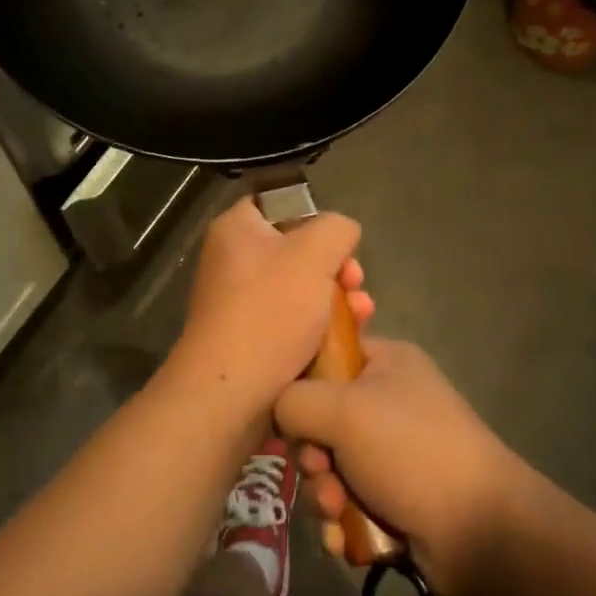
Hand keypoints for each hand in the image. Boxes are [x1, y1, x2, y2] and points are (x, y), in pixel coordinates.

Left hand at [162, 197, 371, 418]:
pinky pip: (294, 322)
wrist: (232, 392)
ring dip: (338, 299)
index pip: (277, 204)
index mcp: (236, 230)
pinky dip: (322, 327)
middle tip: (355, 282)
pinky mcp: (253, 339)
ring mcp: (241, 303)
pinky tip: (350, 338)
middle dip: (336, 266)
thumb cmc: (270, 310)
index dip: (313, 216)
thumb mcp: (314, 252)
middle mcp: (234, 261)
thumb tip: (341, 234)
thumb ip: (336, 228)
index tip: (339, 241)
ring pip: (302, 289)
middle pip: (298, 250)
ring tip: (363, 314)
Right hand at [275, 339, 527, 595]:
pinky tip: (346, 537)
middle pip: (319, 418)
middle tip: (321, 469)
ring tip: (338, 510)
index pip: (325, 355)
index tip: (287, 412)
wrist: (480, 531)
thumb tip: (279, 414)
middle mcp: (388, 400)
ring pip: (328, 465)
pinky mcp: (393, 496)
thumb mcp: (342, 410)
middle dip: (312, 453)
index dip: (299, 383)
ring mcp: (392, 451)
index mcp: (385, 363)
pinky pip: (346, 500)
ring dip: (323, 492)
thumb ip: (293, 401)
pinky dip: (341, 519)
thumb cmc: (410, 451)